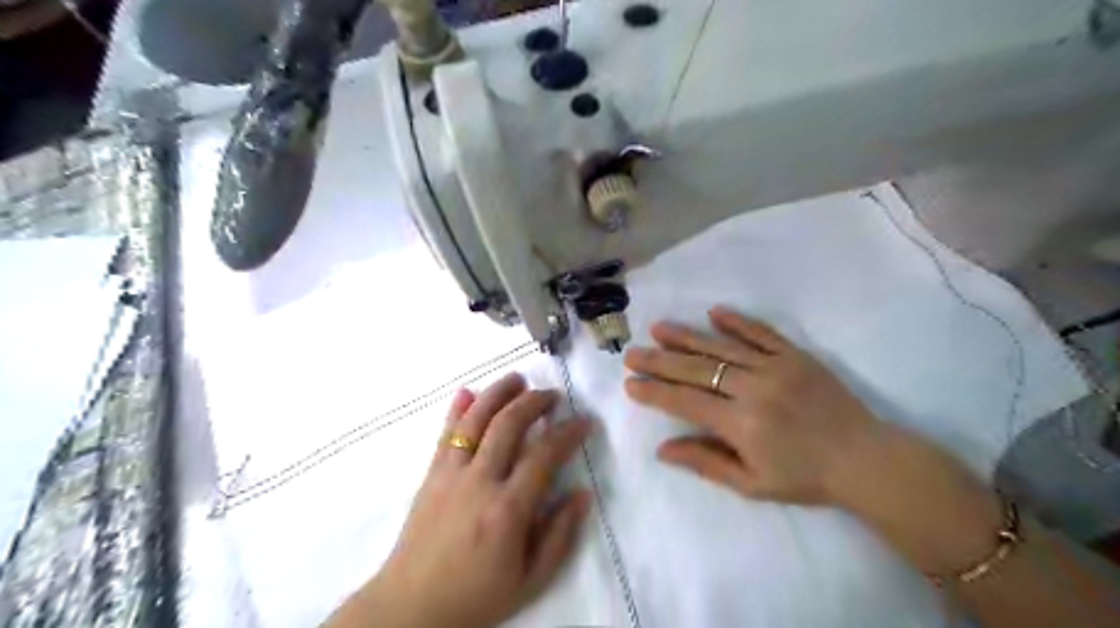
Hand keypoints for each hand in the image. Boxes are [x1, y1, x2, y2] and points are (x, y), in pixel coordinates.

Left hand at [330, 373, 593, 627]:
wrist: (410, 608)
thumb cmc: (476, 597)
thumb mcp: (531, 580)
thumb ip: (560, 535)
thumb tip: (583, 493)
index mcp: (507, 510)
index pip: (544, 455)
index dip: (568, 433)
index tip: (584, 422)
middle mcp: (478, 482)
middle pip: (508, 424)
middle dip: (534, 402)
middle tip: (553, 396)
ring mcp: (450, 474)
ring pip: (475, 419)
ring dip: (498, 393)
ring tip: (517, 378)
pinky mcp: (430, 475)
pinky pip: (445, 433)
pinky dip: (457, 409)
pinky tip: (467, 391)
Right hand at [627, 306, 1000, 576]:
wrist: (865, 459)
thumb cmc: (805, 477)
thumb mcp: (752, 483)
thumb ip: (705, 462)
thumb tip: (662, 448)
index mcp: (741, 423)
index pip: (685, 402)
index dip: (655, 392)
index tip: (630, 384)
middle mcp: (753, 388)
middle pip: (696, 370)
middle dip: (659, 361)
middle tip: (632, 353)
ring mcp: (776, 367)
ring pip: (722, 347)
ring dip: (687, 336)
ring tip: (658, 328)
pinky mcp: (796, 355)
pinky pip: (762, 332)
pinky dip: (738, 321)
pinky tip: (714, 311)